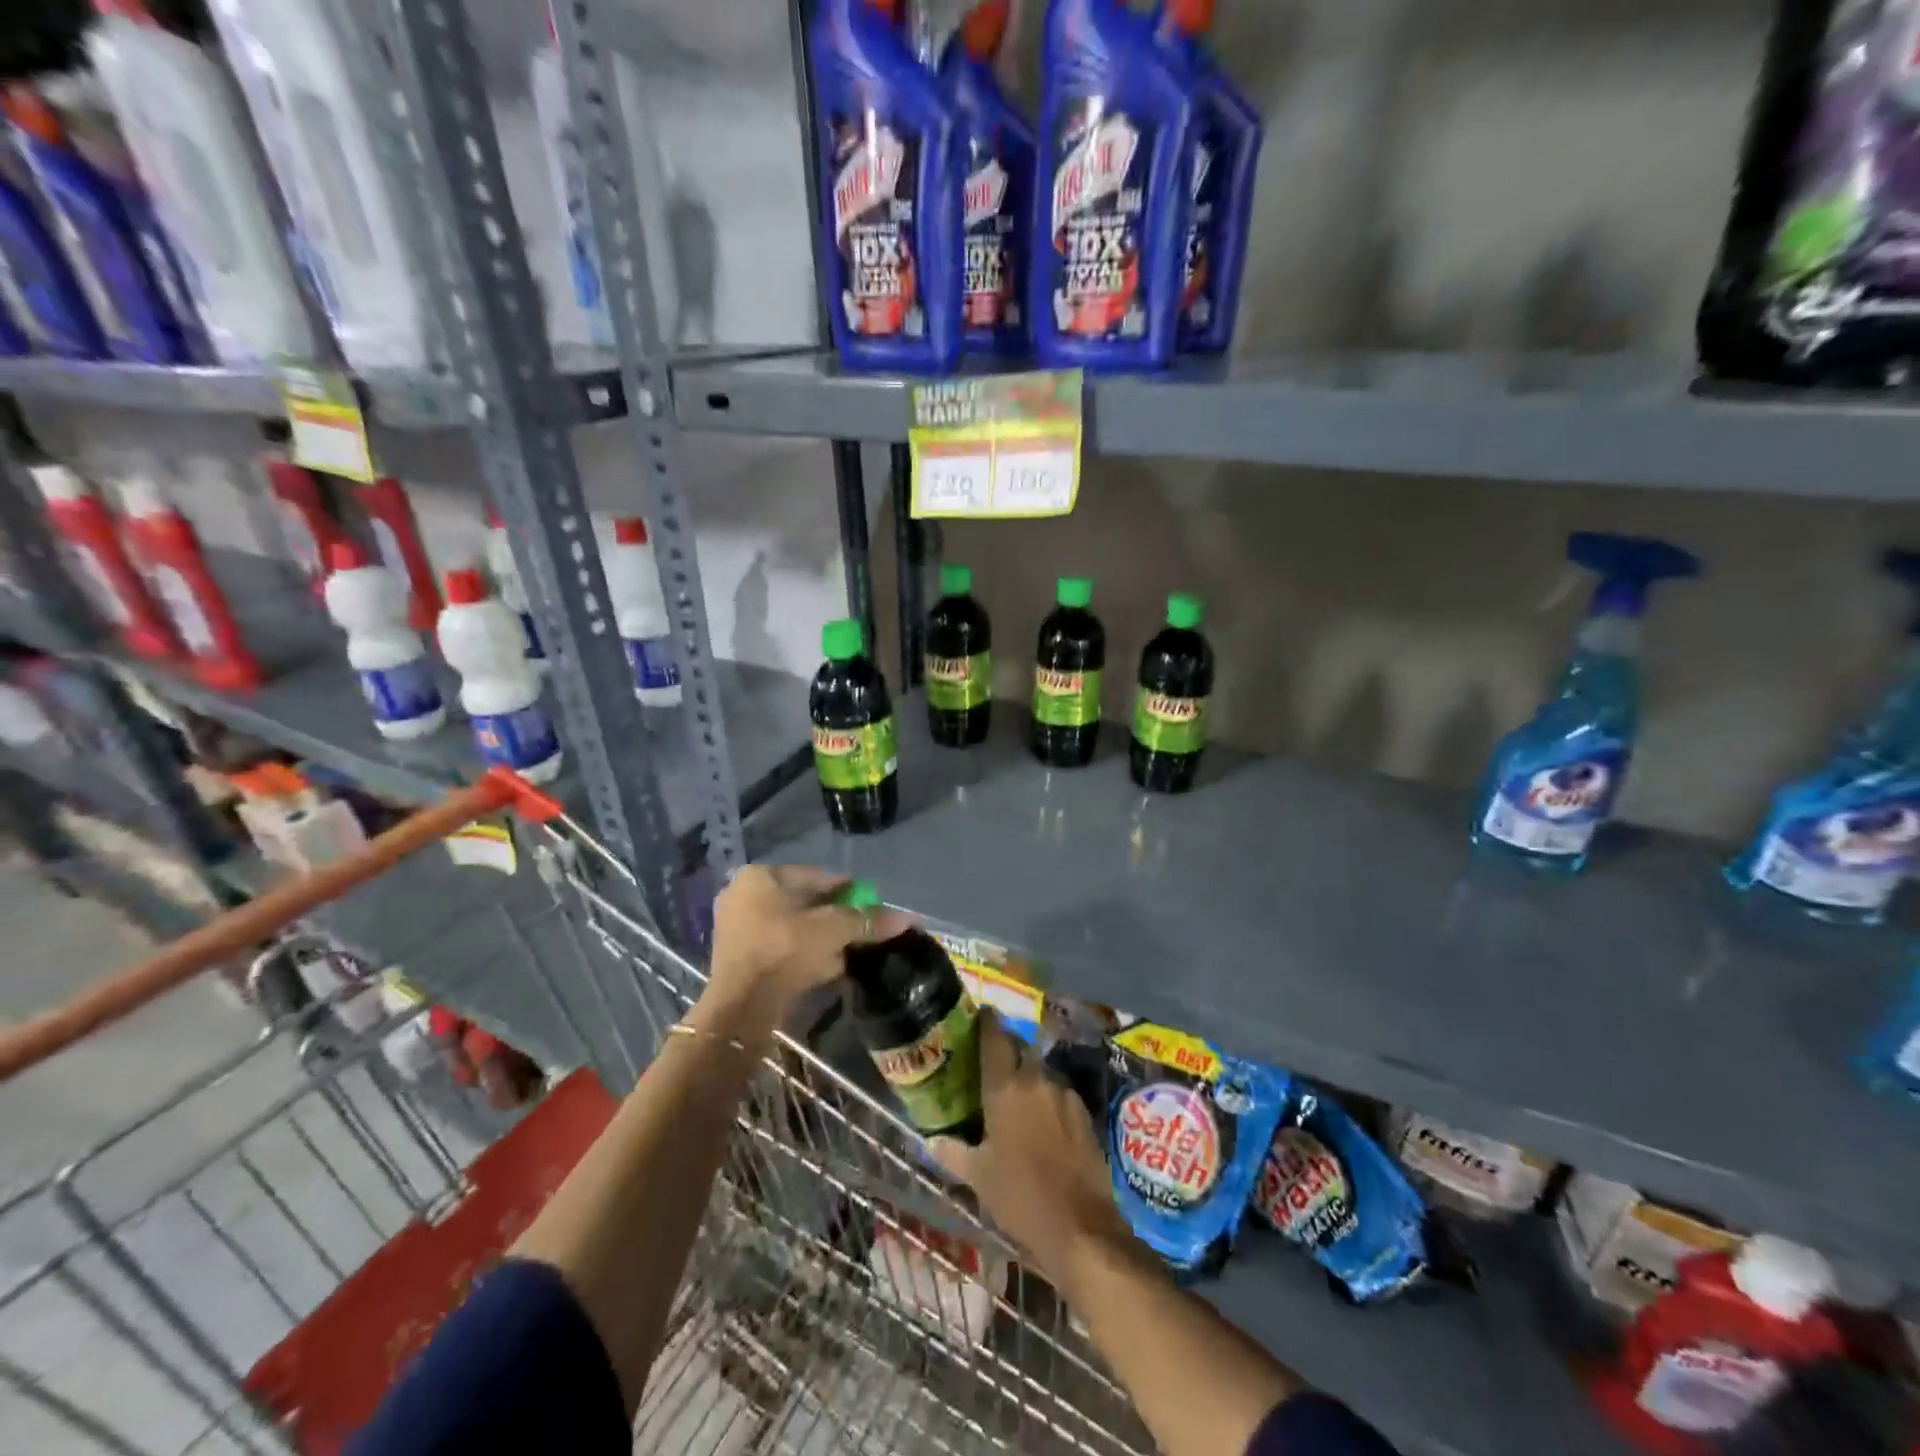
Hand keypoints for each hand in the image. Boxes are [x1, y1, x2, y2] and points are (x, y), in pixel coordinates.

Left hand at [696, 866, 911, 1039]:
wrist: (742, 1007)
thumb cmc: (784, 950)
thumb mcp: (832, 930)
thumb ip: (867, 921)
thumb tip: (907, 917)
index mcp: (760, 876)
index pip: (815, 875)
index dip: (848, 889)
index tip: (871, 903)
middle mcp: (743, 895)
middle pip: (803, 902)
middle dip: (834, 916)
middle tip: (861, 929)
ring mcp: (737, 928)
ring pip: (793, 928)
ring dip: (822, 939)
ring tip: (849, 951)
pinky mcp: (739, 959)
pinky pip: (781, 948)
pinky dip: (804, 955)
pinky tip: (828, 968)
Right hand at [932, 1013, 1134, 1285]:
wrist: (1080, 1226)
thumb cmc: (1019, 1196)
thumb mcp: (978, 1176)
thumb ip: (953, 1152)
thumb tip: (930, 1140)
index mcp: (1005, 1087)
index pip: (995, 1037)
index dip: (987, 1022)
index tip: (980, 1014)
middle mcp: (1036, 1079)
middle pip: (1021, 1049)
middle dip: (1008, 1049)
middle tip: (992, 1063)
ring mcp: (1064, 1094)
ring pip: (1042, 1071)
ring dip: (1028, 1075)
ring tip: (1016, 1096)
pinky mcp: (1084, 1113)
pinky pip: (1060, 1093)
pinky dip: (1048, 1098)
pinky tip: (1043, 1121)